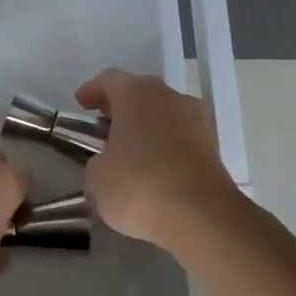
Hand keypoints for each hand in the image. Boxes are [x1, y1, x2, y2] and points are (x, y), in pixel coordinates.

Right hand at [75, 70, 239, 247]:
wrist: (200, 215)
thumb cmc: (138, 186)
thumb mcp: (97, 177)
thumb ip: (98, 160)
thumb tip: (110, 161)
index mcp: (137, 94)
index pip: (110, 80)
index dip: (93, 90)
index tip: (81, 102)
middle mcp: (170, 97)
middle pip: (141, 92)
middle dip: (121, 105)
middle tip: (103, 121)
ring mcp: (197, 119)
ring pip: (164, 112)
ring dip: (146, 124)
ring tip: (129, 146)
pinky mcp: (213, 146)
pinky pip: (181, 136)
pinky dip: (165, 143)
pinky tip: (154, 164)